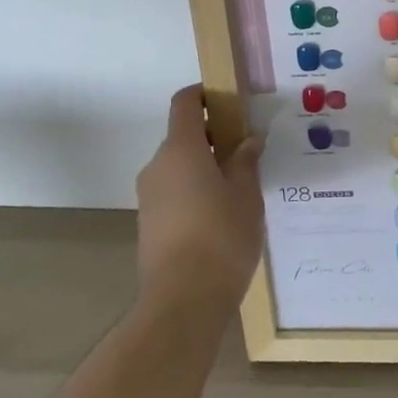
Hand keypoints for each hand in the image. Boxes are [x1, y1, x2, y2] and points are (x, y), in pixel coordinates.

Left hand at [134, 85, 263, 320]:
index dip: (204, 94)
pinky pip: (173, 192)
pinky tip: (221, 216)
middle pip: (183, 136)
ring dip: (204, 167)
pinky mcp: (149, 224)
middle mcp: (158, 165)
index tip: (230, 100)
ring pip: (178, 167)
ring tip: (239, 188)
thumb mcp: (246, 194)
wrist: (182, 303)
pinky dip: (194, 191)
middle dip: (213, 137)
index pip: (185, 103)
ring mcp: (149, 196)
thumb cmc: (221, 237)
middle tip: (247, 151)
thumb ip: (245, 161)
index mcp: (181, 149)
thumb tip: (248, 140)